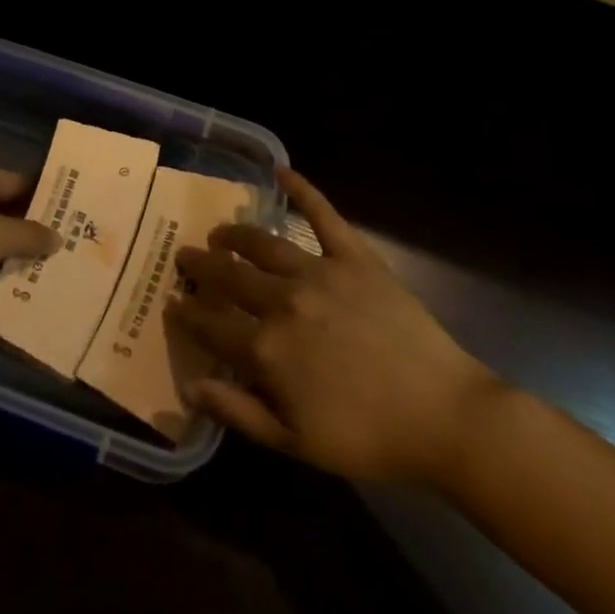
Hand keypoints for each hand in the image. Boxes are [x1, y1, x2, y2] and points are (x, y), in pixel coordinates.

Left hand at [0, 169, 58, 318]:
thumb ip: (29, 236)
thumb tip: (58, 237)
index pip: (17, 183)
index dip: (43, 195)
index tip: (71, 211)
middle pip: (3, 217)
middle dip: (30, 234)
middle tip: (67, 250)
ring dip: (11, 264)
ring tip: (49, 278)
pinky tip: (16, 302)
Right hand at [168, 169, 494, 481]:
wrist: (442, 416)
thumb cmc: (367, 438)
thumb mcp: (294, 442)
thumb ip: (238, 411)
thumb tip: (189, 386)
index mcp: (266, 348)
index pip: (211, 323)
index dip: (187, 312)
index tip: (172, 302)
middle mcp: (283, 300)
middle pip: (229, 276)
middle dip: (201, 266)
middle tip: (185, 257)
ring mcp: (319, 272)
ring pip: (263, 244)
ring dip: (234, 235)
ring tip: (220, 232)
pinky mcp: (355, 257)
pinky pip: (323, 215)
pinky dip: (302, 190)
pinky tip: (281, 172)